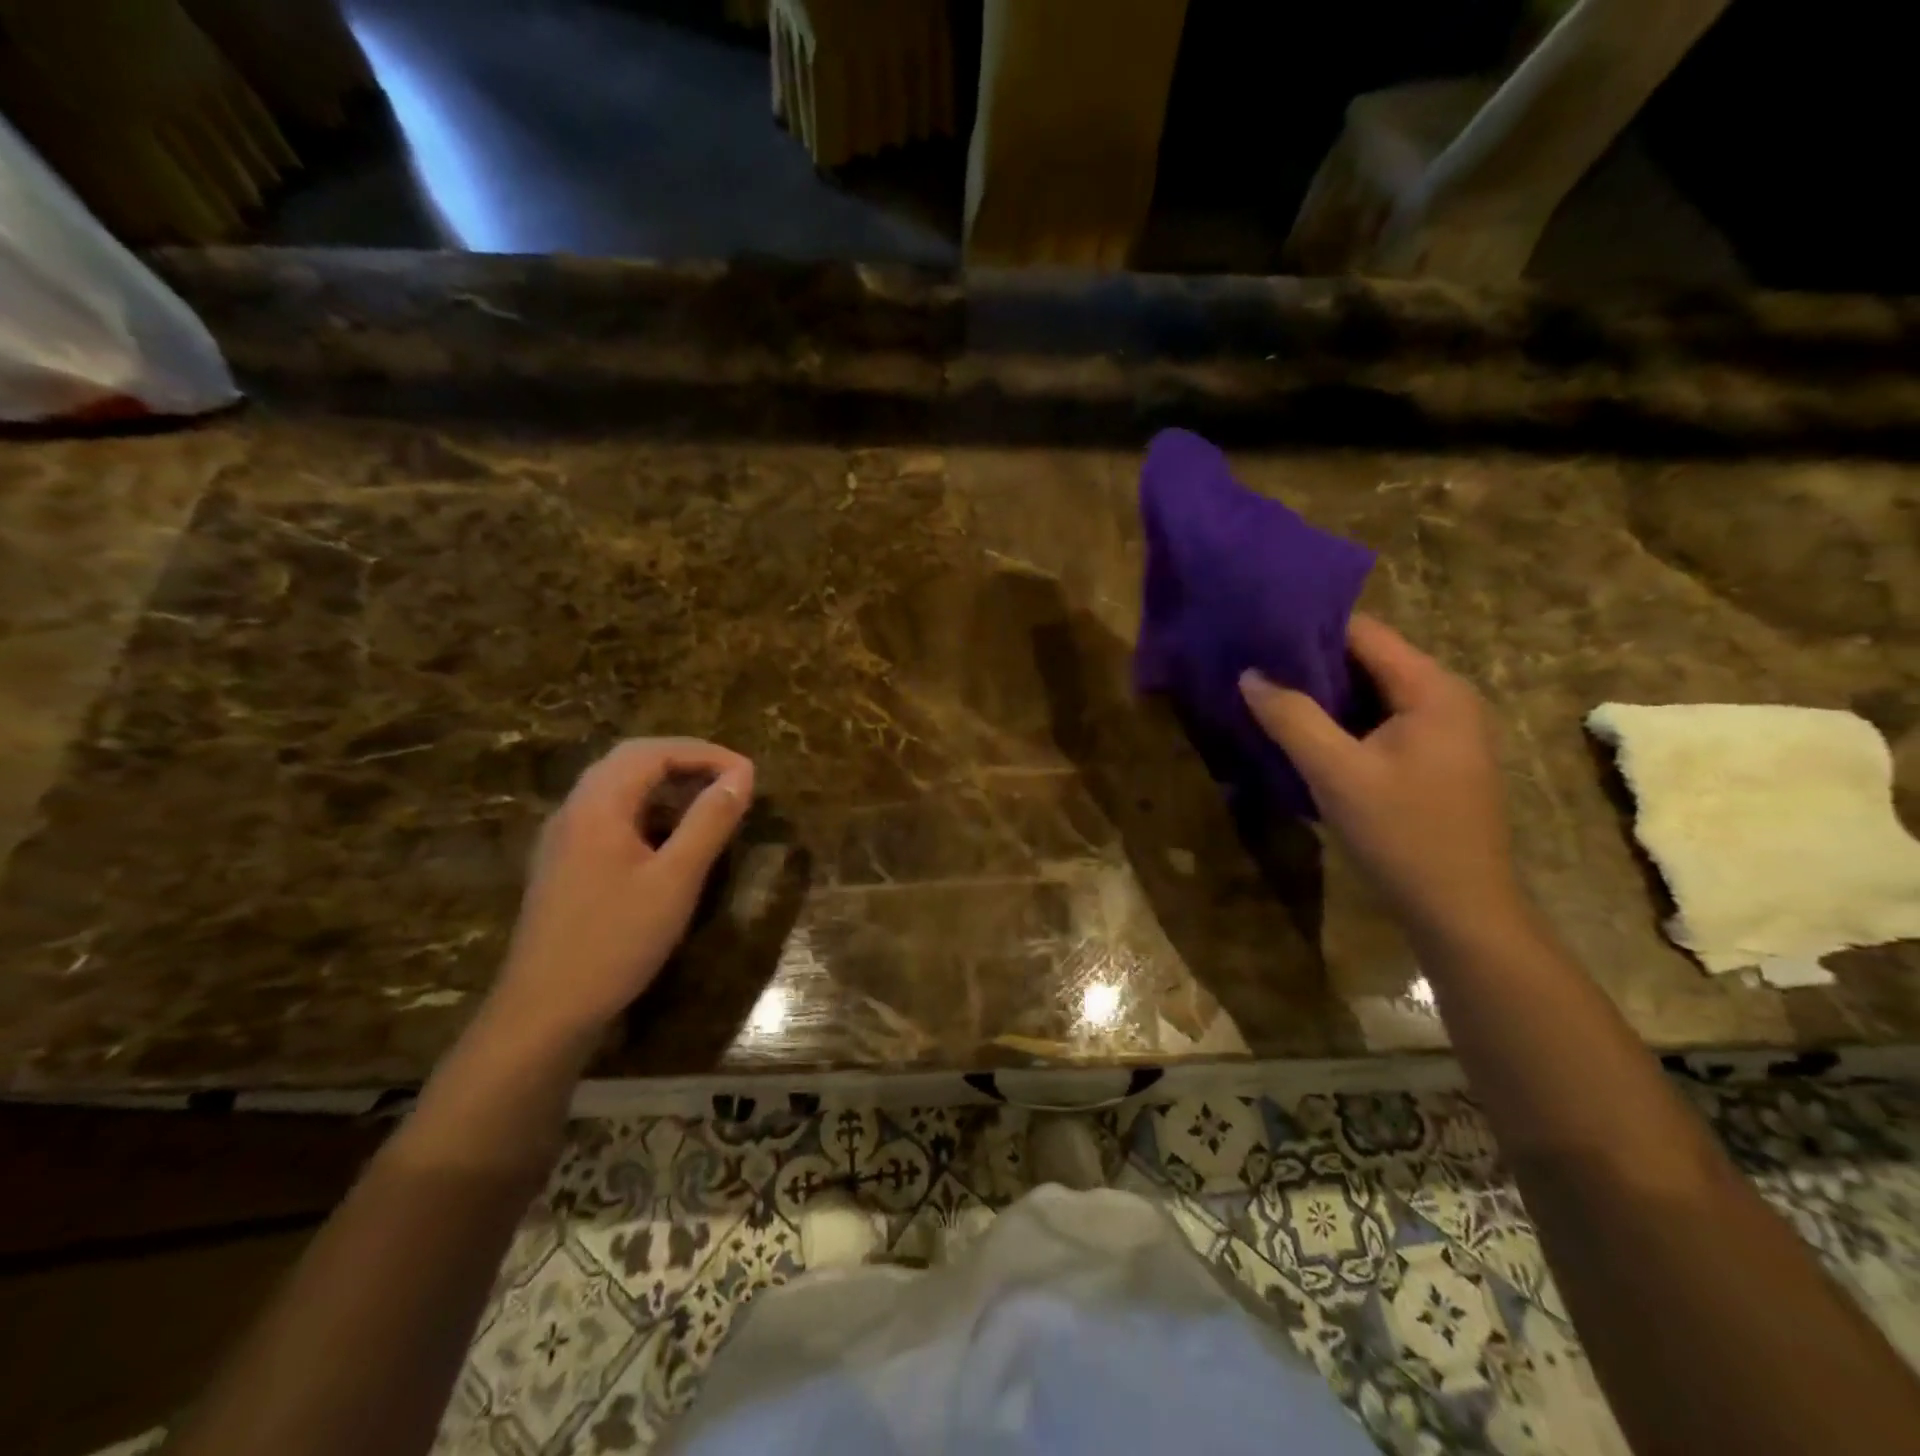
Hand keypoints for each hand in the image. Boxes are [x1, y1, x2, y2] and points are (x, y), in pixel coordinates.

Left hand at [488, 738, 754, 1045]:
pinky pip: (608, 815)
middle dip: (684, 760)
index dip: (705, 753)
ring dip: (665, 784)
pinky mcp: (564, 864)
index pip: (653, 752)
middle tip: (729, 778)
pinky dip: (646, 810)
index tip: (747, 773)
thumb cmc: (616, 941)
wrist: (544, 1011)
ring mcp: (563, 838)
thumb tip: (741, 776)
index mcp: (597, 805)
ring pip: (617, 787)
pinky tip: (669, 839)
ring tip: (707, 802)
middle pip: (631, 760)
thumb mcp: (676, 880)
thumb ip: (709, 822)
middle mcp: (574, 810)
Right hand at [1239, 615, 1522, 940]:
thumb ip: (1291, 718)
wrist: (1461, 911)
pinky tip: (1304, 733)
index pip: (1365, 632)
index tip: (1258, 633)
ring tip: (1267, 694)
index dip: (1309, 628)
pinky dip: (1343, 721)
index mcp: (1432, 688)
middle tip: (1253, 666)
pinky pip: (1381, 722)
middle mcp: (1446, 697)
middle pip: (1369, 660)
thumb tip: (1250, 674)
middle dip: (1311, 662)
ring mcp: (1445, 730)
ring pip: (1373, 693)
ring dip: (1324, 694)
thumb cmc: (1402, 834)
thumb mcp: (1336, 773)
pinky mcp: (1435, 759)